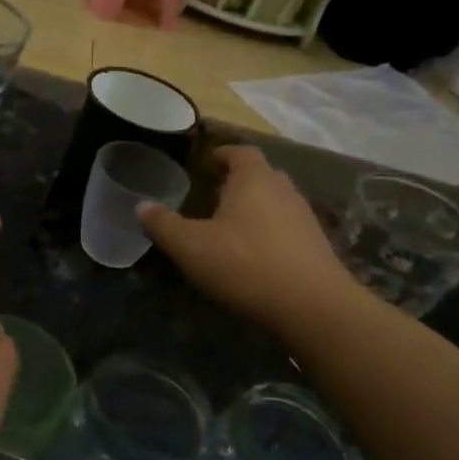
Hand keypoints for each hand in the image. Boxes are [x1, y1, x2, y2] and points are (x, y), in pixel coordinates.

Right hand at [139, 146, 360, 334]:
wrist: (312, 306)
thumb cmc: (245, 264)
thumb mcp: (190, 247)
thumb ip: (163, 225)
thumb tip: (141, 206)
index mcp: (253, 179)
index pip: (241, 152)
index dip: (224, 154)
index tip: (210, 161)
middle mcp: (283, 190)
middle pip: (261, 175)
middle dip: (239, 181)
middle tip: (215, 194)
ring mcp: (304, 218)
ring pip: (276, 201)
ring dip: (256, 208)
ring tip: (232, 226)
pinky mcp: (316, 246)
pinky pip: (288, 227)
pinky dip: (270, 232)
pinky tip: (255, 254)